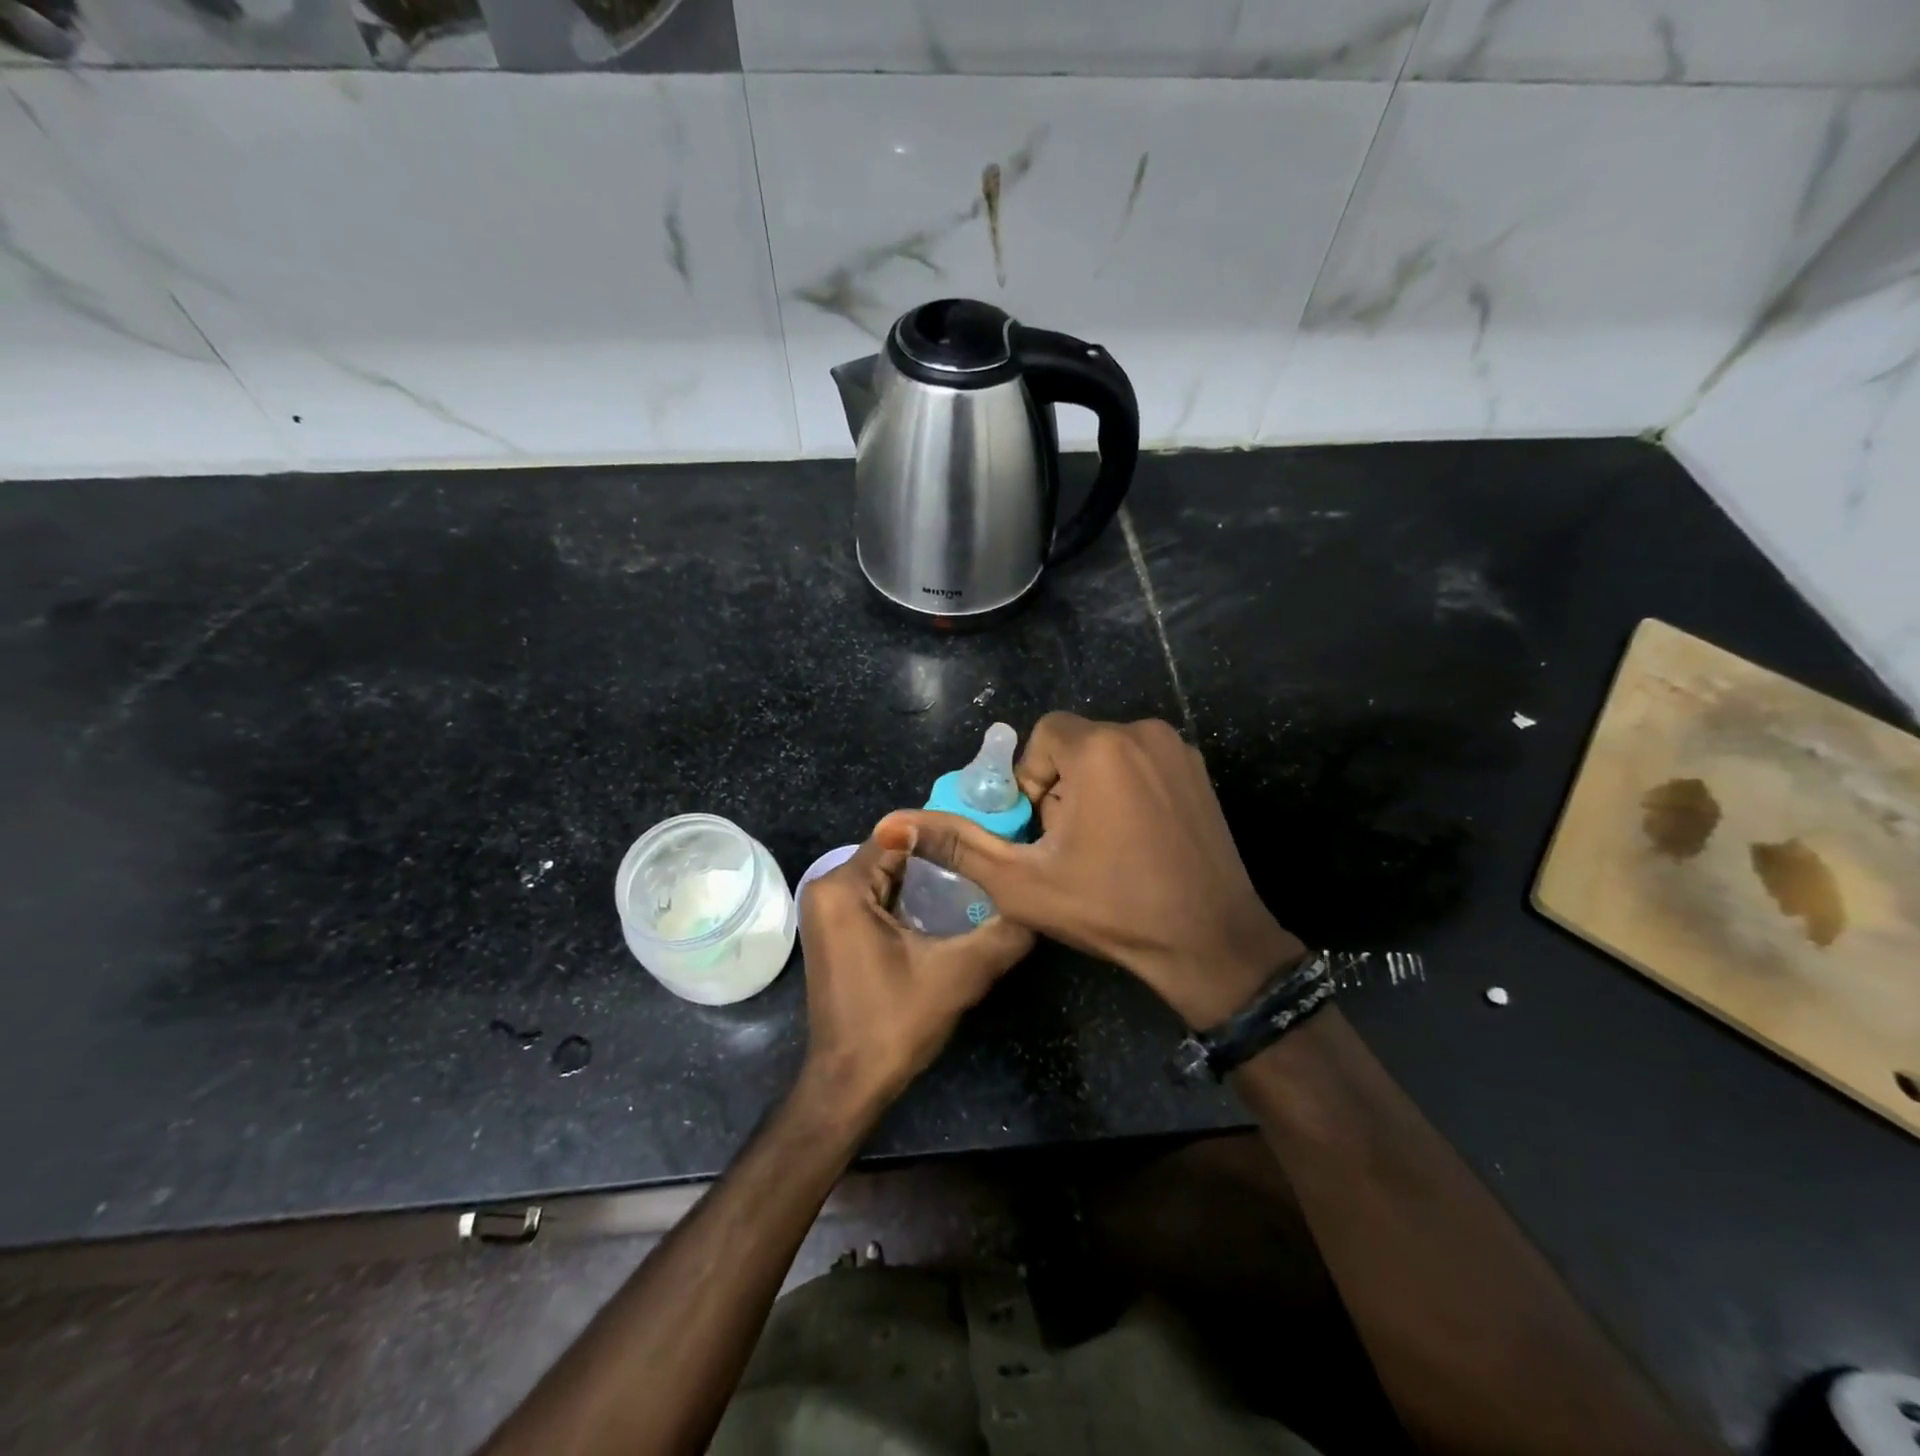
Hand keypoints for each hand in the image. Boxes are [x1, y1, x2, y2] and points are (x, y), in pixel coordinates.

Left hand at [796, 824, 1033, 1118]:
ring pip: (887, 875)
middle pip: (892, 853)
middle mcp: (826, 888)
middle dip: (939, 857)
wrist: (850, 1083)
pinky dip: (909, 898)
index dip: (945, 835)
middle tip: (987, 863)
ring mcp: (827, 910)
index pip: (900, 835)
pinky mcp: (835, 929)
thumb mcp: (959, 974)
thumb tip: (1040, 903)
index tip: (986, 842)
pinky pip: (876, 896)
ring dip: (926, 879)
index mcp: (842, 887)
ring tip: (976, 882)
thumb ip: (1002, 933)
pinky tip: (947, 908)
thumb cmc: (895, 1022)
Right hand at [880, 714, 1301, 1028]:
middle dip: (1061, 789)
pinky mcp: (1200, 773)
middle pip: (1075, 745)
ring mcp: (1179, 751)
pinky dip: (1127, 792)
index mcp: (1099, 748)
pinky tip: (1135, 842)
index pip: (1042, 737)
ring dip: (1092, 791)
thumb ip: (957, 845)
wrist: (1210, 944)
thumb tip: (892, 823)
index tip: (1041, 831)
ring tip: (1102, 848)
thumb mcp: (1021, 883)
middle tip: (1069, 846)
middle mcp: (1142, 732)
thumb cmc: (1111, 910)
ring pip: (1109, 755)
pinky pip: (1143, 765)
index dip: (1031, 782)